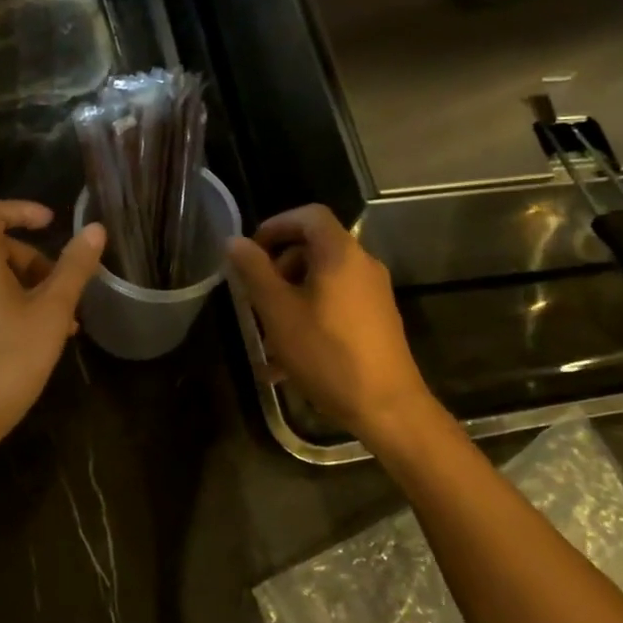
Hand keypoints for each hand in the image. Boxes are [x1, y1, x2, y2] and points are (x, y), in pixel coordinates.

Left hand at [0, 201, 105, 452]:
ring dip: (33, 288)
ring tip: (65, 320)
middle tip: (66, 287)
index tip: (53, 223)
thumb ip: (74, 267)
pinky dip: (16, 306)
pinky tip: (43, 337)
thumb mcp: (53, 309)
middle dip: (37, 261)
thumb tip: (94, 229)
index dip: (23, 211)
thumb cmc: (11, 356)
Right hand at [225, 205, 439, 449]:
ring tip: (268, 336)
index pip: (309, 215)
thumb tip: (235, 241)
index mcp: (340, 254)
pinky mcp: (377, 320)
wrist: (386, 406)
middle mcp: (362, 265)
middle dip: (279, 268)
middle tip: (256, 297)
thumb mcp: (278, 312)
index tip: (251, 251)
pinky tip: (288, 360)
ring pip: (322, 281)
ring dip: (291, 297)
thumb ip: (254, 271)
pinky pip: (336, 304)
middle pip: (315, 248)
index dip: (276, 224)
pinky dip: (309, 316)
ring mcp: (373, 294)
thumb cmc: (326, 353)